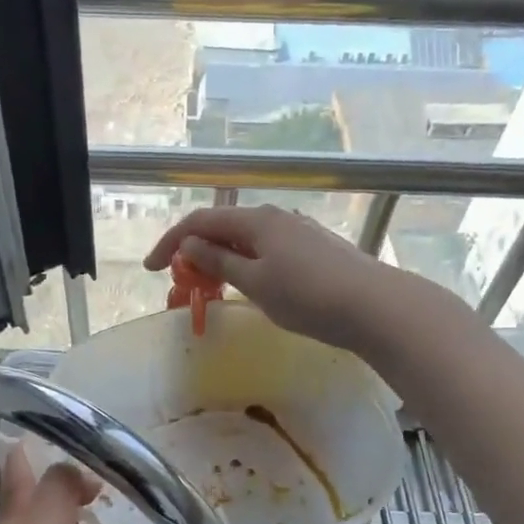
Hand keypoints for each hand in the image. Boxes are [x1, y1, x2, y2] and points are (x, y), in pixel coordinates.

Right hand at [143, 204, 409, 354]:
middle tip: (181, 282)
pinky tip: (249, 285)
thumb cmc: (308, 297)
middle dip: (195, 251)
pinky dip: (245, 264)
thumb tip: (189, 245)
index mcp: (256, 220)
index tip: (150, 269)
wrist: (374, 306)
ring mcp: (298, 231)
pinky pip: (266, 250)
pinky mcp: (313, 248)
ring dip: (220, 259)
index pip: (200, 222)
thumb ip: (218, 261)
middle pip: (223, 227)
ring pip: (246, 240)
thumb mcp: (255, 282)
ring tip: (211, 287)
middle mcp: (276, 217)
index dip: (170, 242)